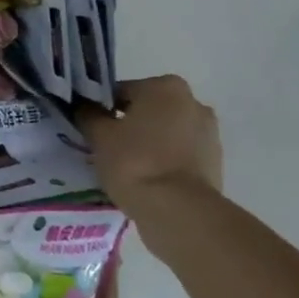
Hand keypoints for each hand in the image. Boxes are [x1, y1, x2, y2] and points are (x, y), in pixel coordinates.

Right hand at [80, 75, 222, 202]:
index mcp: (165, 87)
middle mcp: (193, 102)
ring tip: (126, 166)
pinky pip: (179, 154)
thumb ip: (88, 114)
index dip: (102, 109)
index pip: (122, 91)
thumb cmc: (134, 162)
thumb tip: (83, 107)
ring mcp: (209, 133)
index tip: (91, 128)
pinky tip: (146, 178)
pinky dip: (164, 160)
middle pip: (148, 110)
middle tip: (106, 147)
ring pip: (165, 132)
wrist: (178, 210)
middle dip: (128, 124)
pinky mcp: (215, 162)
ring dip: (148, 142)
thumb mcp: (99, 135)